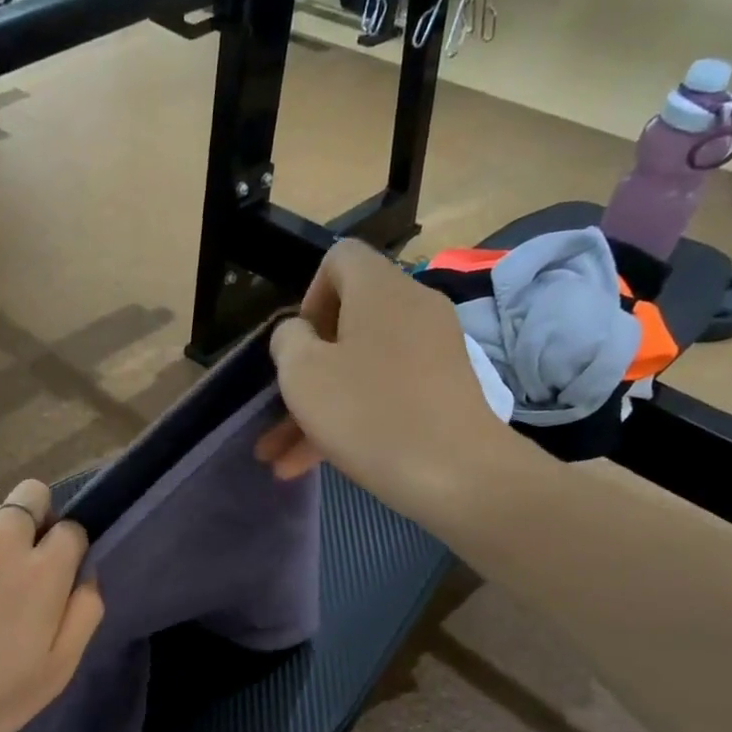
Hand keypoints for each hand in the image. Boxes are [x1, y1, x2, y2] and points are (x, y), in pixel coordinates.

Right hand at [255, 240, 513, 522]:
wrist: (455, 472)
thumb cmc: (367, 412)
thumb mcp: (303, 373)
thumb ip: (287, 340)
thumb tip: (298, 334)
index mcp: (379, 289)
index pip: (339, 259)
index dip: (307, 296)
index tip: (297, 345)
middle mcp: (411, 309)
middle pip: (346, 324)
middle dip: (303, 373)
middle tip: (276, 412)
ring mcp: (432, 352)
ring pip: (359, 370)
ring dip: (316, 411)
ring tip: (278, 459)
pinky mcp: (441, 391)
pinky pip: (383, 394)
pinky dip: (349, 421)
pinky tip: (309, 465)